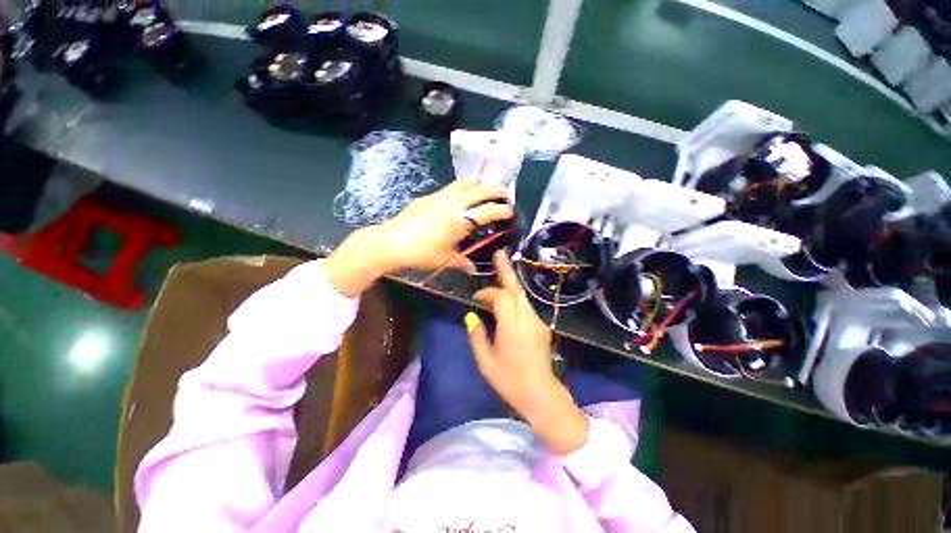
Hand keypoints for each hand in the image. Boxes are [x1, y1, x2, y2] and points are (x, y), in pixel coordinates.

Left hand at [377, 179, 512, 271]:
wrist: (391, 242)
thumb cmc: (421, 253)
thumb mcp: (445, 259)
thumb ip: (462, 262)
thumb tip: (472, 269)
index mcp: (460, 221)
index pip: (488, 211)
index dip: (502, 210)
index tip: (510, 211)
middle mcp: (453, 203)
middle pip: (480, 189)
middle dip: (495, 189)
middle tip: (504, 193)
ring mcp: (440, 196)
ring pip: (464, 183)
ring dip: (477, 184)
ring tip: (483, 191)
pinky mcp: (429, 196)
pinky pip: (450, 187)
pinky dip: (461, 188)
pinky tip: (459, 198)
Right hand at [466, 250, 588, 454]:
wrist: (540, 393)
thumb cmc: (509, 380)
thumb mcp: (485, 361)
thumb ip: (477, 335)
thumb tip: (471, 316)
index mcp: (512, 327)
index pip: (500, 298)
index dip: (487, 293)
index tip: (476, 298)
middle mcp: (527, 319)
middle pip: (516, 289)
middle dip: (506, 270)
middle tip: (499, 253)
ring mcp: (537, 321)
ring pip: (523, 295)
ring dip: (511, 281)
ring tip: (502, 267)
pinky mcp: (541, 326)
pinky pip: (526, 304)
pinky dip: (516, 295)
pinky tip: (508, 295)